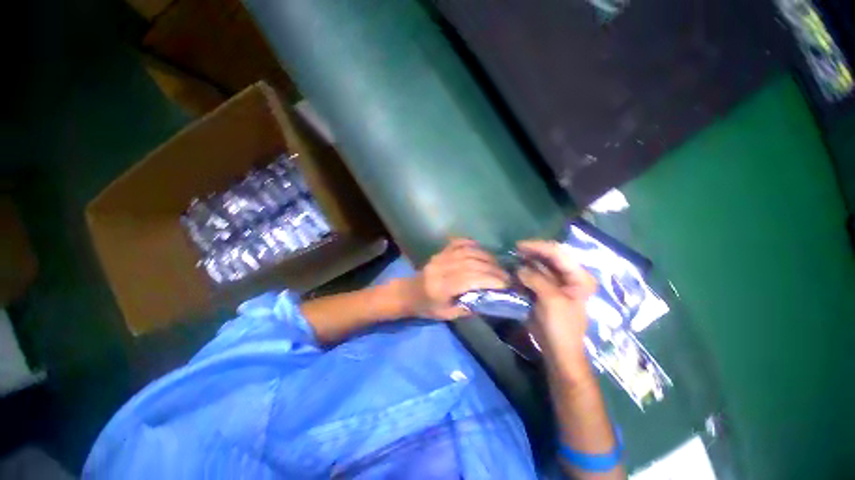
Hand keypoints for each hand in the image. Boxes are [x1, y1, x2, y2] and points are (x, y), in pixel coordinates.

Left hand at [404, 238, 509, 319]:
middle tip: (507, 275)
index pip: (469, 279)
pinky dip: (471, 243)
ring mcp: (440, 257)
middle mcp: (440, 269)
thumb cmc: (426, 307)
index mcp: (440, 287)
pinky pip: (457, 243)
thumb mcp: (446, 314)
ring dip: (486, 256)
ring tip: (498, 265)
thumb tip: (489, 298)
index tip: (505, 285)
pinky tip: (481, 248)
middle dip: (492, 269)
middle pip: (471, 264)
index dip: (489, 280)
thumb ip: (467, 307)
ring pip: (467, 252)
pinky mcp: (440, 252)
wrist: (408, 292)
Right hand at [517, 240, 596, 372]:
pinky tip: (514, 270)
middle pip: (548, 257)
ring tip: (512, 259)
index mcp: (578, 277)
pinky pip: (532, 275)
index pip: (558, 253)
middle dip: (531, 252)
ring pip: (539, 265)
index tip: (519, 245)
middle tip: (514, 250)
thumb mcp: (551, 300)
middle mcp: (568, 276)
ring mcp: (555, 283)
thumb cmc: (561, 327)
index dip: (539, 247)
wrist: (557, 349)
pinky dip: (523, 272)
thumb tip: (519, 267)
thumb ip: (536, 280)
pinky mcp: (543, 289)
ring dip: (525, 261)